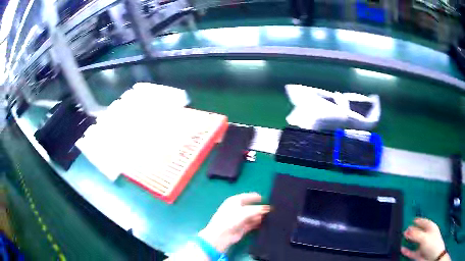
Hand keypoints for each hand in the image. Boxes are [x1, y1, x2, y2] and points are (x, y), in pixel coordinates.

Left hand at [198, 193, 270, 252]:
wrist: (221, 235)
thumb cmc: (231, 219)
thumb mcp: (245, 212)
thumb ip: (258, 209)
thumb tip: (268, 208)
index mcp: (234, 201)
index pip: (247, 196)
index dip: (256, 197)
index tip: (266, 198)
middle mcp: (236, 209)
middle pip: (250, 207)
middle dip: (259, 207)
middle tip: (271, 208)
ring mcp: (239, 219)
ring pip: (252, 216)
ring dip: (260, 216)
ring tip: (271, 216)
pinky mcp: (242, 228)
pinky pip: (252, 224)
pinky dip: (258, 223)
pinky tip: (265, 223)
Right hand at [401, 218, 449, 260]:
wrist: (431, 256)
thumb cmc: (432, 243)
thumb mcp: (424, 237)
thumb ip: (416, 234)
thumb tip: (407, 230)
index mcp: (430, 227)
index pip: (424, 221)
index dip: (419, 220)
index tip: (412, 219)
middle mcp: (426, 235)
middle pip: (419, 231)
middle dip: (412, 230)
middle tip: (405, 229)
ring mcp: (422, 245)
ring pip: (415, 242)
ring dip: (409, 240)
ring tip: (402, 238)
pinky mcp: (418, 254)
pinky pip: (411, 252)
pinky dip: (407, 251)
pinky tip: (402, 249)